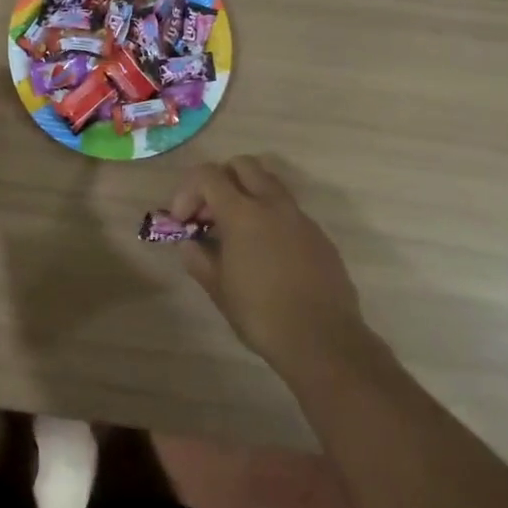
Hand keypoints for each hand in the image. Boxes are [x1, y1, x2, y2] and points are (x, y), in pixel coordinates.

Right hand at [169, 156, 367, 370]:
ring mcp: (300, 218)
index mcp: (243, 213)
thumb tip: (189, 243)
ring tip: (237, 232)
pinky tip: (266, 254)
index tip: (183, 220)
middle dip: (220, 180)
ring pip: (270, 184)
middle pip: (242, 165)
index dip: (188, 190)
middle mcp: (273, 205)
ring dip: (247, 195)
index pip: (208, 175)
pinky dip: (270, 218)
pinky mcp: (319, 236)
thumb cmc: (261, 315)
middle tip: (210, 214)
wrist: (324, 342)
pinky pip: (289, 212)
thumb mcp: (218, 289)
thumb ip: (198, 258)